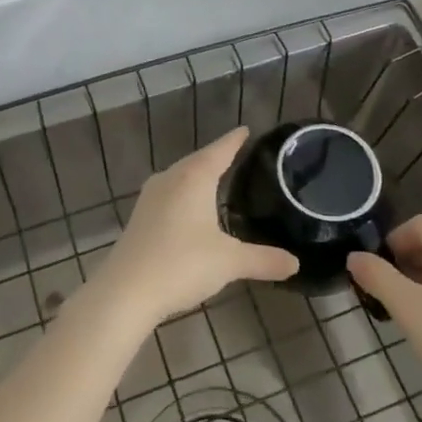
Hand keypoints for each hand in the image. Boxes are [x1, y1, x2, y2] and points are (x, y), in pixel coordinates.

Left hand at [90, 128, 298, 330]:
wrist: (125, 292)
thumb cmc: (182, 264)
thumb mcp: (229, 262)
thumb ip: (264, 260)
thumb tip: (295, 264)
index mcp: (194, 177)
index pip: (220, 150)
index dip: (234, 140)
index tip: (246, 129)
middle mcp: (170, 178)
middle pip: (198, 160)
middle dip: (217, 157)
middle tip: (237, 154)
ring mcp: (150, 197)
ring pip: (180, 177)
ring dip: (198, 176)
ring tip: (217, 179)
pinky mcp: (139, 217)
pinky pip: (169, 194)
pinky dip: (185, 195)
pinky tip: (191, 209)